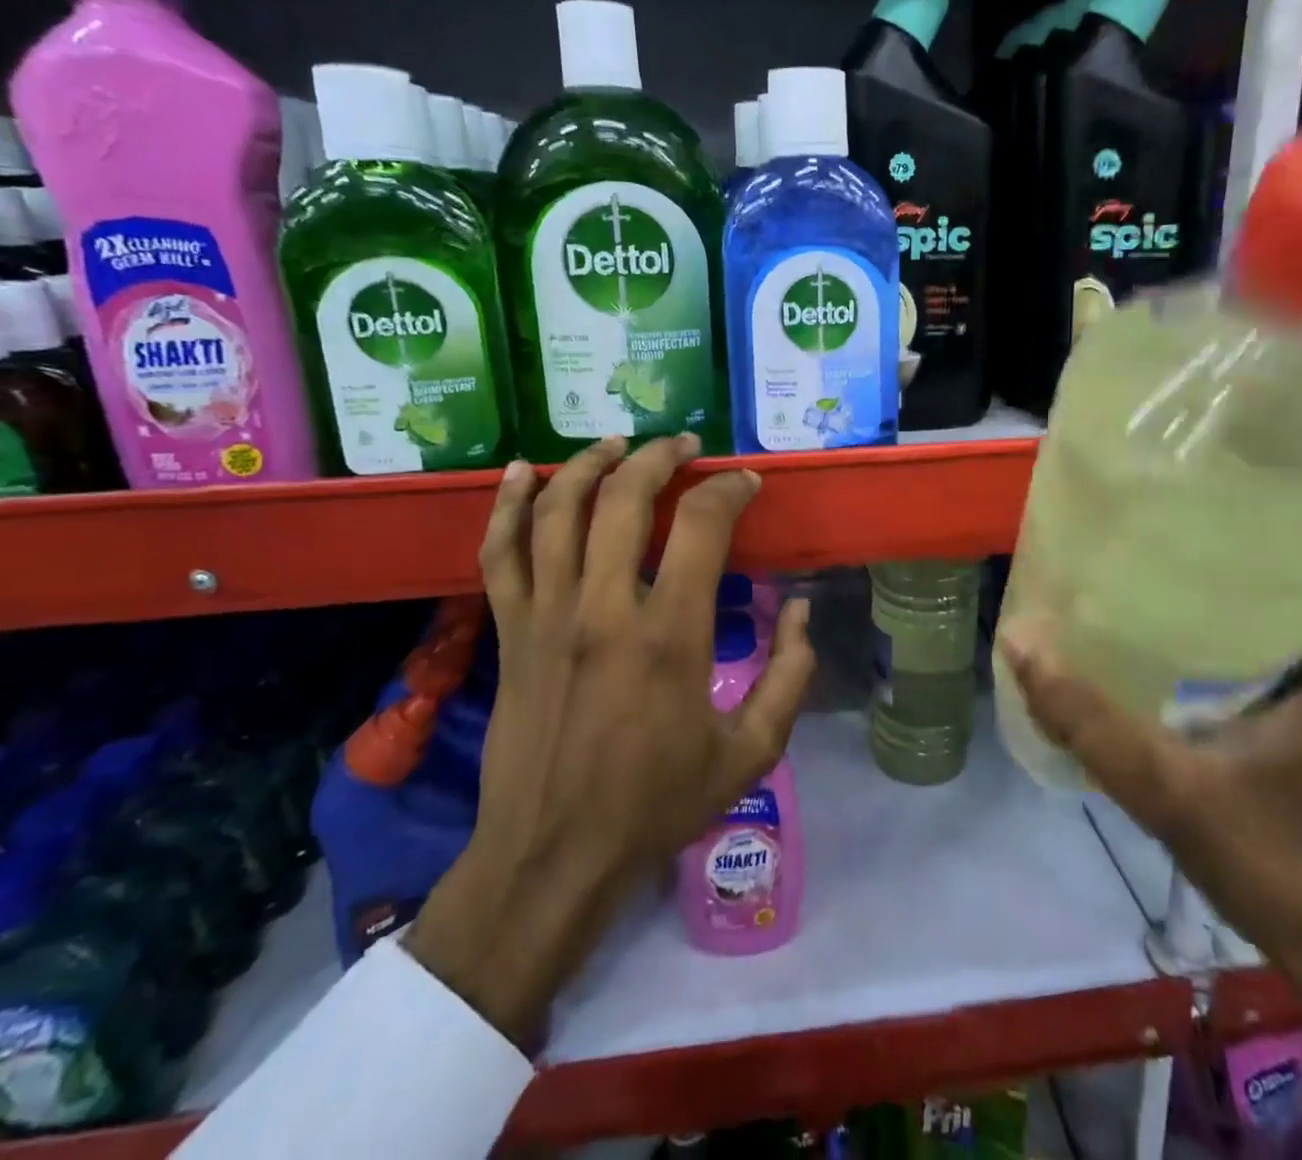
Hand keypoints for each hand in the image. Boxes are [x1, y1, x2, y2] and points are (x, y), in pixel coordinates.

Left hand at [407, 435, 815, 1045]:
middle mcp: (603, 609)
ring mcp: (547, 615)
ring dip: (590, 464)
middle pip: (624, 498)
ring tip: (618, 444)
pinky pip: (501, 552)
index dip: (728, 489)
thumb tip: (800, 610)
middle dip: (660, 457)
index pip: (701, 526)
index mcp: (669, 635)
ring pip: (558, 511)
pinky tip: (524, 471)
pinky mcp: (510, 631)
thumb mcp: (750, 753)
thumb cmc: (655, 804)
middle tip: (685, 446)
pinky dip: (510, 504)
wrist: (552, 856)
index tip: (745, 483)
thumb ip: (789, 677)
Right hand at [999, 547, 1301, 1138]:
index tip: (1245, 465)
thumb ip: (1089, 719)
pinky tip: (1228, 607)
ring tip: (1208, 533)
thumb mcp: (1170, 791)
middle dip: (1292, 518)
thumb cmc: (1283, 866)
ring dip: (1294, 561)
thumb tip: (1018, 638)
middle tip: (1204, 493)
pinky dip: (1299, 606)